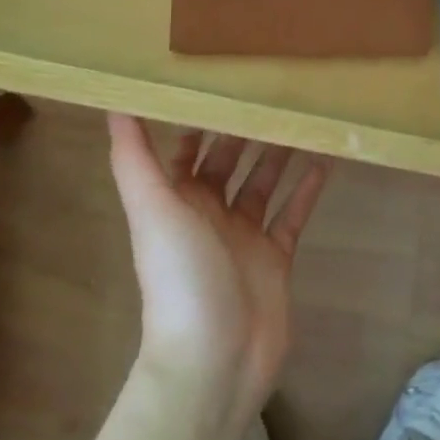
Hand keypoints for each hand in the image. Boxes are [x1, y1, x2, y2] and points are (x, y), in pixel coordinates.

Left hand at [106, 115, 328, 429]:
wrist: (214, 359)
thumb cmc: (180, 276)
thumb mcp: (152, 209)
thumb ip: (134, 156)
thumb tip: (113, 101)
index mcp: (177, 200)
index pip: (188, 149)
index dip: (202, 119)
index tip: (224, 80)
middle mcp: (210, 213)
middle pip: (230, 161)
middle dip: (247, 129)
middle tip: (276, 89)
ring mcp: (245, 236)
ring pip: (264, 182)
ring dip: (280, 152)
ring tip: (304, 115)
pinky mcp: (276, 257)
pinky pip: (294, 213)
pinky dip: (308, 188)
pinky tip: (326, 159)